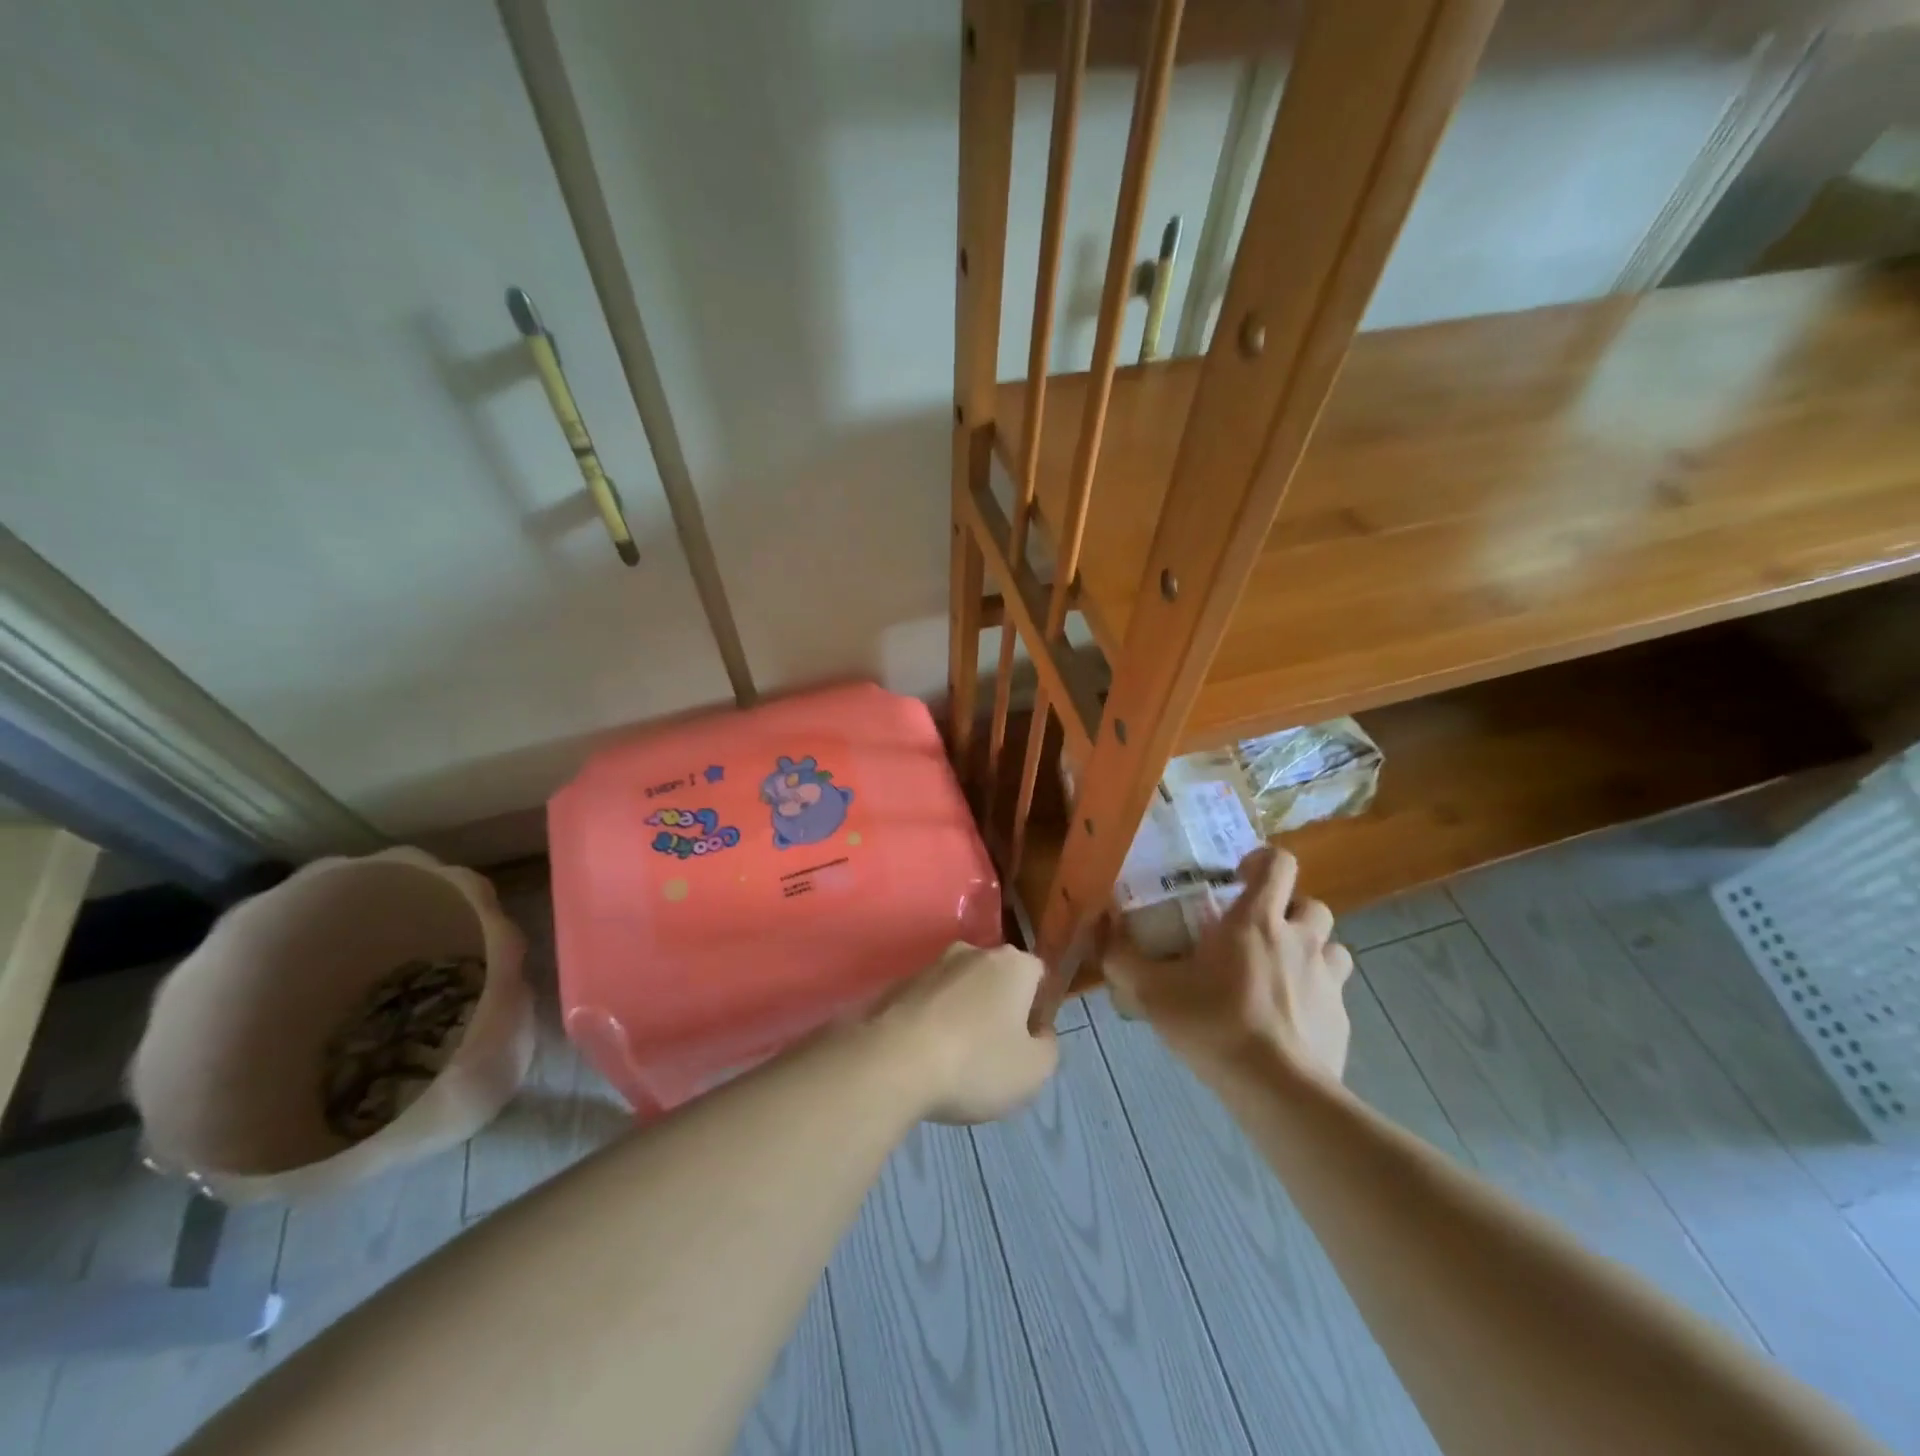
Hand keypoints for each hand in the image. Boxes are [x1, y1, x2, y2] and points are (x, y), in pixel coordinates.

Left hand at [872, 943, 1059, 1123]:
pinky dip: (932, 1023)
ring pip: (961, 990)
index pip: (1038, 975)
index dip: (1038, 1008)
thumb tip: (1038, 1032)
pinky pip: (929, 1003)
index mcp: (1012, 964)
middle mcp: (972, 952)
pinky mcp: (898, 984)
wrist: (892, 1062)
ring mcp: (931, 965)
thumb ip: (1047, 1046)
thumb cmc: (976, 1063)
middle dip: (999, 1009)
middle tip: (994, 1054)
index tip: (1028, 1043)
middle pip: (997, 979)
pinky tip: (925, 1058)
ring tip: (955, 1062)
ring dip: (963, 1016)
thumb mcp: (1034, 1071)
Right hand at [1104, 847, 1352, 1081]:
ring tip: (1280, 973)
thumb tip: (1103, 927)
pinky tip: (1289, 1021)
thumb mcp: (1152, 991)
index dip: (1263, 860)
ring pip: (1331, 946)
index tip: (1238, 878)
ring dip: (1310, 950)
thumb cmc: (1214, 1024)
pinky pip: (1334, 993)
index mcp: (1257, 920)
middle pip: (1311, 904)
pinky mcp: (1341, 1019)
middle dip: (1289, 910)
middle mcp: (1300, 939)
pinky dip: (1316, 996)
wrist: (1278, 1090)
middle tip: (1258, 931)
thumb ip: (1122, 957)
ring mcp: (1328, 979)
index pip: (1280, 863)